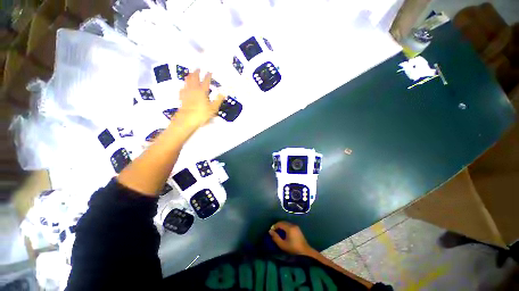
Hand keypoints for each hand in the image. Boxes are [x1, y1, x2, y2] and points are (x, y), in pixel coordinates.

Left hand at [177, 69, 225, 128]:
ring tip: (190, 73)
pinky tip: (183, 86)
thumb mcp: (213, 108)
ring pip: (187, 81)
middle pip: (194, 78)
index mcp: (202, 91)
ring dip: (189, 76)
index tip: (210, 72)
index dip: (208, 76)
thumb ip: (218, 100)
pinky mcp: (182, 97)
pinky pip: (182, 89)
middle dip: (196, 72)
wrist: (187, 119)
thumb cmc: (201, 114)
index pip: (206, 81)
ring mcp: (187, 93)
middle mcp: (194, 89)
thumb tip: (223, 93)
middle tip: (198, 68)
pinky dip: (184, 86)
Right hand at [269, 221, 314, 255]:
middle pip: (283, 222)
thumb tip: (270, 231)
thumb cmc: (293, 249)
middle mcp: (293, 225)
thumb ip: (275, 237)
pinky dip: (285, 227)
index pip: (279, 223)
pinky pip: (289, 225)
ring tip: (278, 233)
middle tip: (274, 232)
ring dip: (282, 226)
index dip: (274, 226)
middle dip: (278, 226)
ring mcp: (296, 226)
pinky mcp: (298, 229)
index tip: (271, 232)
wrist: (305, 252)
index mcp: (289, 227)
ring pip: (286, 223)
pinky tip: (284, 233)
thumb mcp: (282, 245)